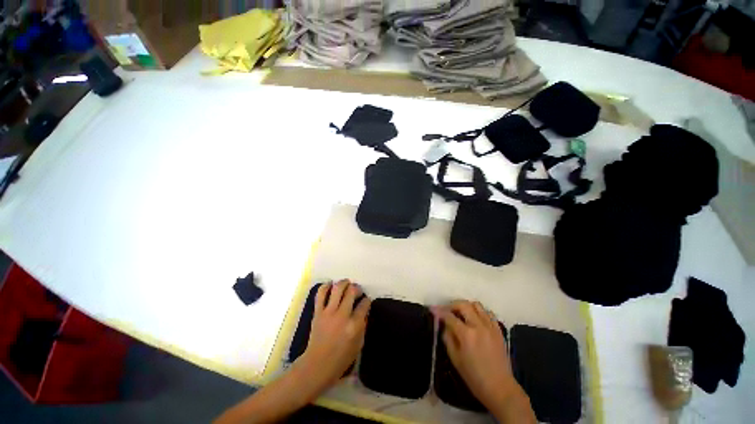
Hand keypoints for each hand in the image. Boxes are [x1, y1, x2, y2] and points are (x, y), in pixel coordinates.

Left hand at [297, 280, 370, 388]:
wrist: (317, 365)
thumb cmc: (341, 358)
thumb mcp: (359, 345)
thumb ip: (363, 325)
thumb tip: (364, 311)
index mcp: (354, 325)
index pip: (364, 304)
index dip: (367, 300)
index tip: (366, 300)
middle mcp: (342, 315)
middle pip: (352, 291)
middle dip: (357, 288)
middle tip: (357, 290)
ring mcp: (329, 312)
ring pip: (337, 288)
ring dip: (344, 282)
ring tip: (346, 284)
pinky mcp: (318, 312)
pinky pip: (321, 294)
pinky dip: (326, 286)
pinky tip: (330, 285)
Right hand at [436, 300, 517, 412]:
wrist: (500, 388)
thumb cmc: (474, 376)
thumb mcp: (455, 359)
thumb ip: (448, 338)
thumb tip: (445, 325)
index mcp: (466, 334)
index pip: (449, 316)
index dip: (439, 311)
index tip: (432, 309)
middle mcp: (478, 326)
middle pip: (463, 305)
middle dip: (452, 305)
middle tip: (447, 310)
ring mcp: (490, 327)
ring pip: (477, 305)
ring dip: (466, 306)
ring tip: (461, 313)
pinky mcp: (499, 330)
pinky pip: (488, 313)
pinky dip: (479, 312)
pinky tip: (475, 319)